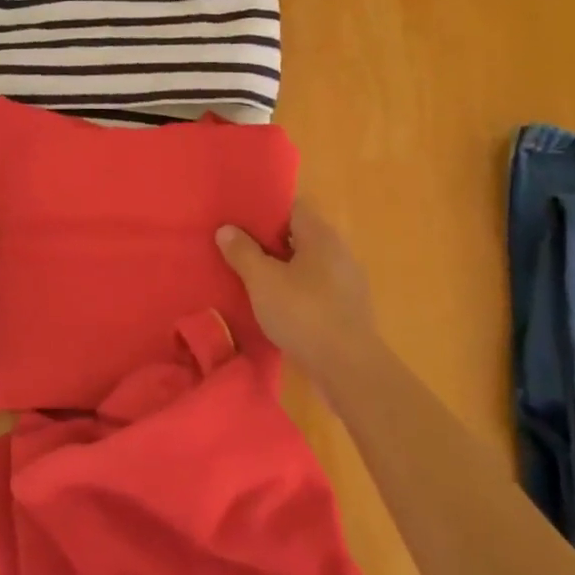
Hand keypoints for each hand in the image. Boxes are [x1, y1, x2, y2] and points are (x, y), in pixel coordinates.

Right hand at [216, 200, 383, 386]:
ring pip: (307, 264)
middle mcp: (338, 251)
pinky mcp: (347, 309)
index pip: (293, 206)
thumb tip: (226, 229)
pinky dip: (295, 291)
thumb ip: (243, 252)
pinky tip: (275, 306)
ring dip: (282, 268)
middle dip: (269, 241)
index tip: (239, 218)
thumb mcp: (263, 281)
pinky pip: (315, 288)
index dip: (266, 209)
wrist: (348, 368)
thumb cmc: (304, 314)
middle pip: (299, 235)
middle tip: (237, 248)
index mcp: (321, 235)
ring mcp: (346, 281)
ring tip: (251, 278)